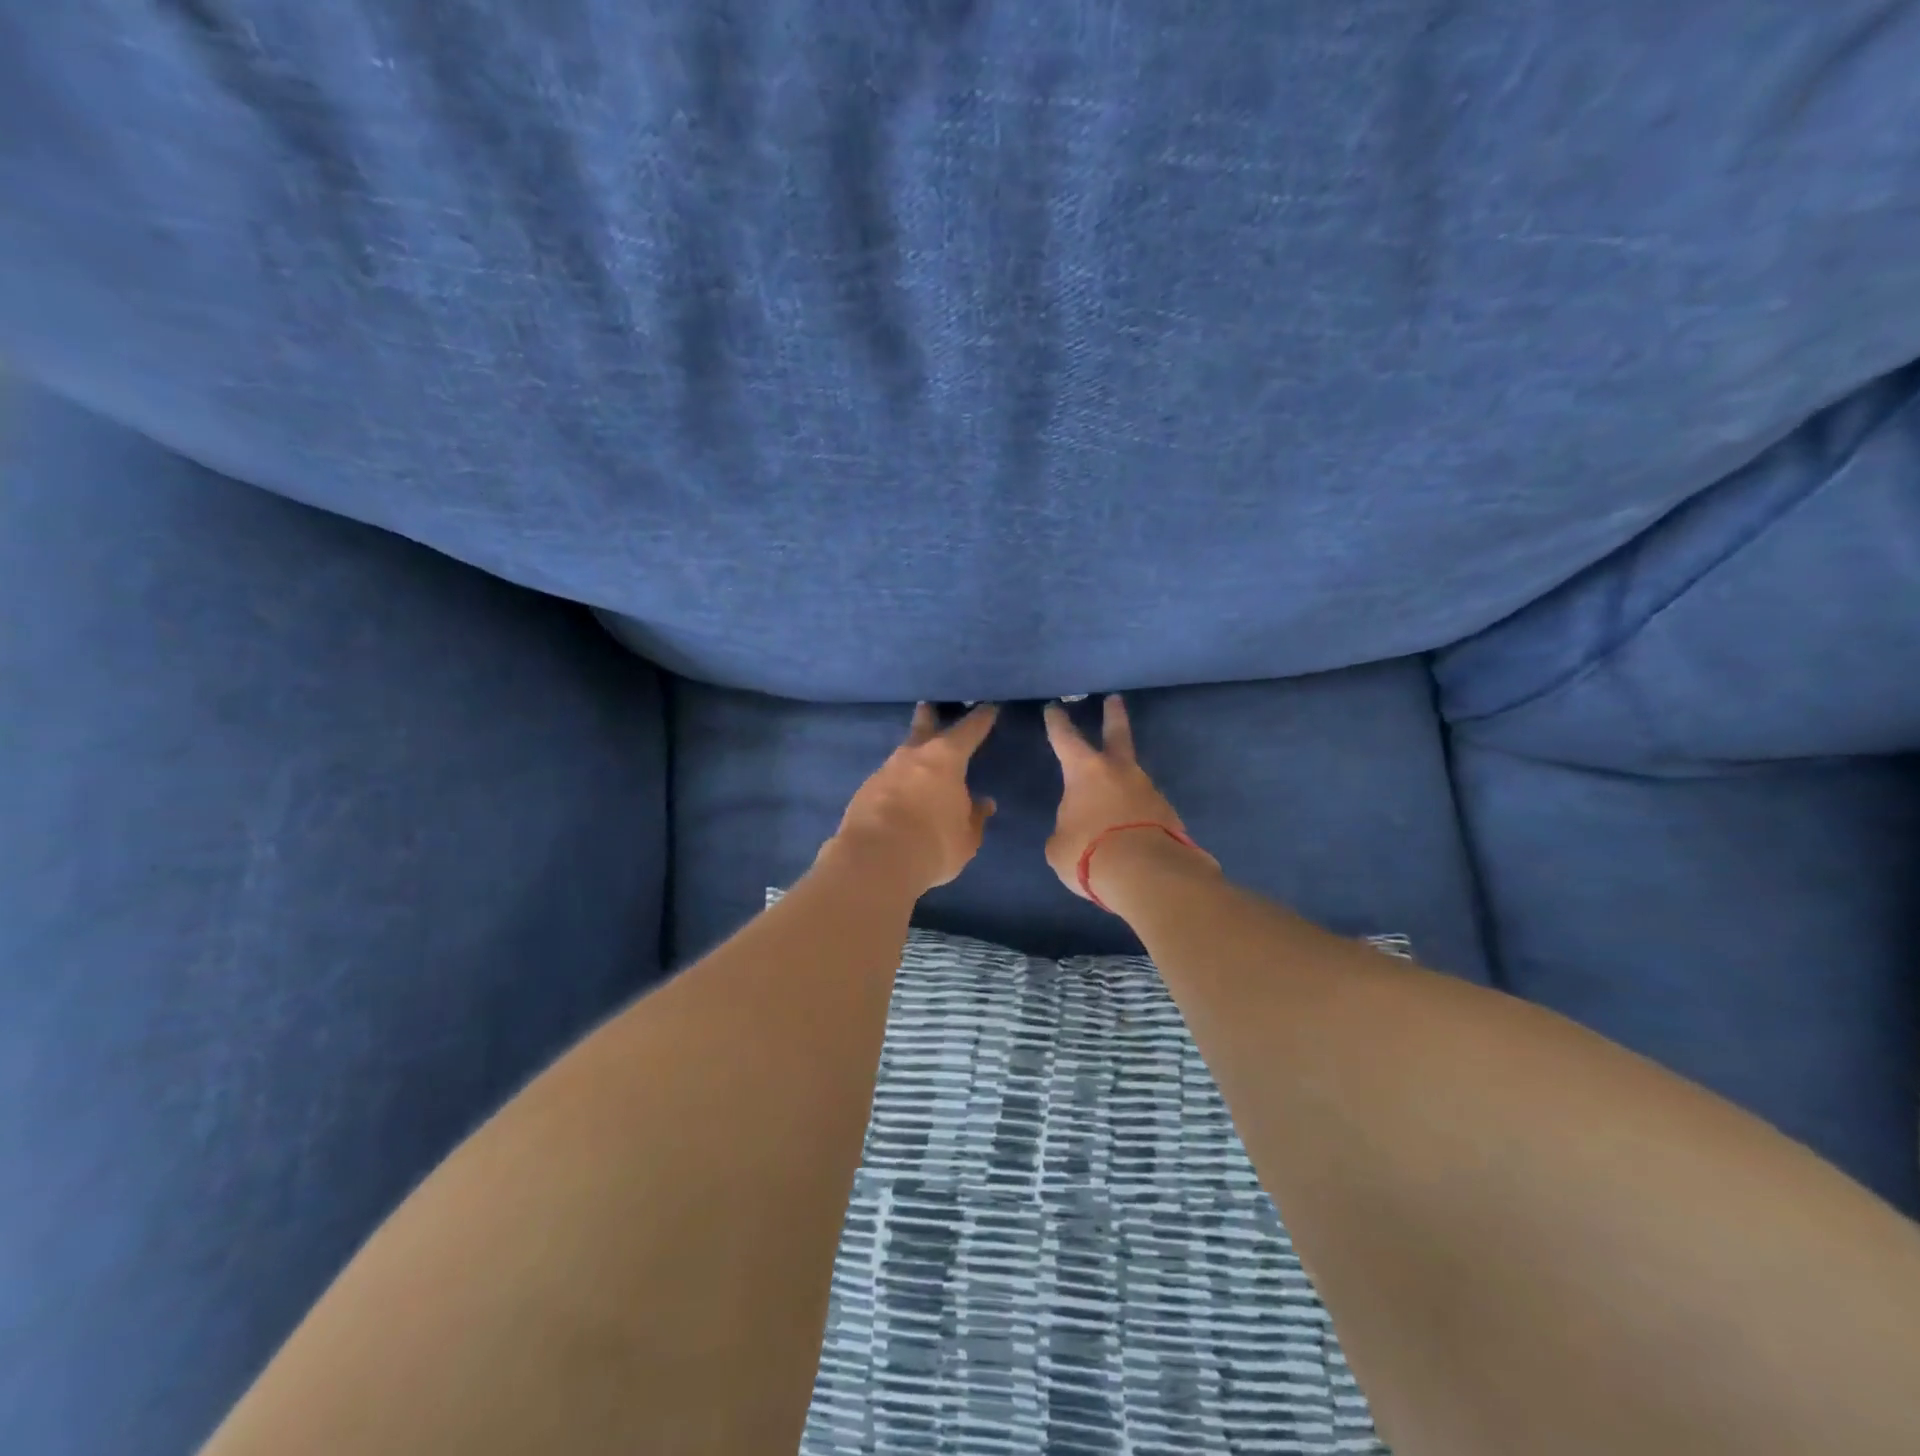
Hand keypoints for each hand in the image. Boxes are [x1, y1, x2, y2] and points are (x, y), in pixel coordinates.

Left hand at [823, 703, 999, 895]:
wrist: (875, 860)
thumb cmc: (933, 844)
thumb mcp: (966, 837)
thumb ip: (974, 817)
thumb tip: (983, 803)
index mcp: (946, 758)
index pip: (969, 731)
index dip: (981, 719)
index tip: (989, 707)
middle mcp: (913, 756)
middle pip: (923, 727)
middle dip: (929, 717)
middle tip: (929, 706)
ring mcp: (884, 771)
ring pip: (902, 756)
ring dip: (911, 756)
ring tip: (918, 763)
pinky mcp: (863, 792)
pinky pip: (887, 781)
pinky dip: (896, 784)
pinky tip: (899, 795)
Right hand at [1043, 694, 1217, 903]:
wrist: (1147, 874)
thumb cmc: (1089, 852)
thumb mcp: (1060, 845)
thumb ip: (1066, 829)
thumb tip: (1077, 828)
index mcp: (1085, 771)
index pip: (1065, 738)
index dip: (1057, 722)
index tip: (1054, 707)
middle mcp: (1120, 772)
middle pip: (1117, 734)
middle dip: (1113, 716)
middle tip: (1115, 699)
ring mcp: (1149, 791)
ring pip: (1133, 777)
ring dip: (1124, 780)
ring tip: (1114, 797)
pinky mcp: (1169, 814)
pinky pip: (1146, 809)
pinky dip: (1137, 814)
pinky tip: (1130, 830)